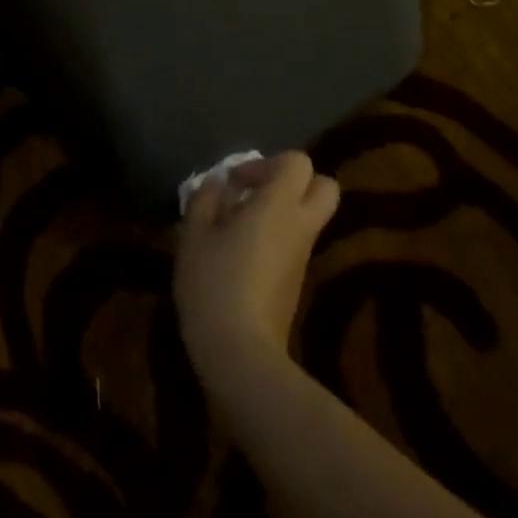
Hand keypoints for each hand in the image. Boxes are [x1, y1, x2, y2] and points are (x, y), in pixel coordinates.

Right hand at [174, 152, 340, 388]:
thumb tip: (217, 183)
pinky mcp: (298, 282)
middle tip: (257, 194)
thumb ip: (205, 199)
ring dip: (283, 212)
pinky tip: (243, 255)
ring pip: (310, 217)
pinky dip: (279, 238)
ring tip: (241, 226)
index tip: (236, 183)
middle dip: (294, 183)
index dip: (267, 163)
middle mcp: (300, 225)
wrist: (241, 355)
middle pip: (323, 186)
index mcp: (279, 205)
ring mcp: (304, 257)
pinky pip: (298, 244)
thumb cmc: (214, 284)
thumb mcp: (194, 235)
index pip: (297, 162)